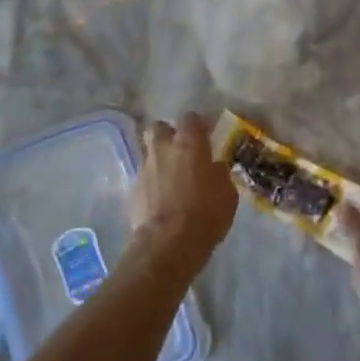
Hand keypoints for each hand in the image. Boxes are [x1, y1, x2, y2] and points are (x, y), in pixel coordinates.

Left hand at [129, 114, 237, 272]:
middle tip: (181, 151)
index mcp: (189, 143)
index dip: (198, 125)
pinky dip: (151, 184)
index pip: (191, 118)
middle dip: (168, 135)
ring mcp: (144, 167)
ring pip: (149, 152)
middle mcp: (163, 148)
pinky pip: (144, 178)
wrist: (169, 242)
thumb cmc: (206, 214)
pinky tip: (160, 199)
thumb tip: (213, 167)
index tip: (205, 135)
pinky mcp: (132, 189)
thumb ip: (218, 174)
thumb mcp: (227, 193)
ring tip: (170, 178)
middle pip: (160, 128)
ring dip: (159, 160)